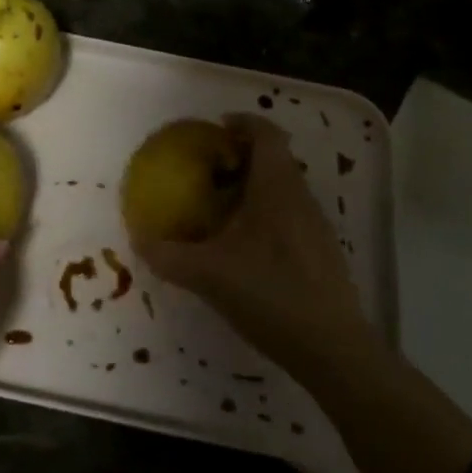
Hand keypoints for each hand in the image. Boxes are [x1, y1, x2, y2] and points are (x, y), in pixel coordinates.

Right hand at [132, 114, 371, 378]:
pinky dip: (265, 215)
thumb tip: (138, 239)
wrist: (333, 349)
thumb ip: (169, 255)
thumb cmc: (270, 293)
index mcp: (277, 186)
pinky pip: (289, 215)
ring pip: (282, 189)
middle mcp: (300, 196)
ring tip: (220, 209)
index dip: (242, 122)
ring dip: (253, 188)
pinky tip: (244, 249)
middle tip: (208, 171)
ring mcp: (315, 225)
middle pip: (274, 159)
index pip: (266, 133)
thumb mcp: (209, 275)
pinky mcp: (321, 253)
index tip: (216, 128)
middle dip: (241, 157)